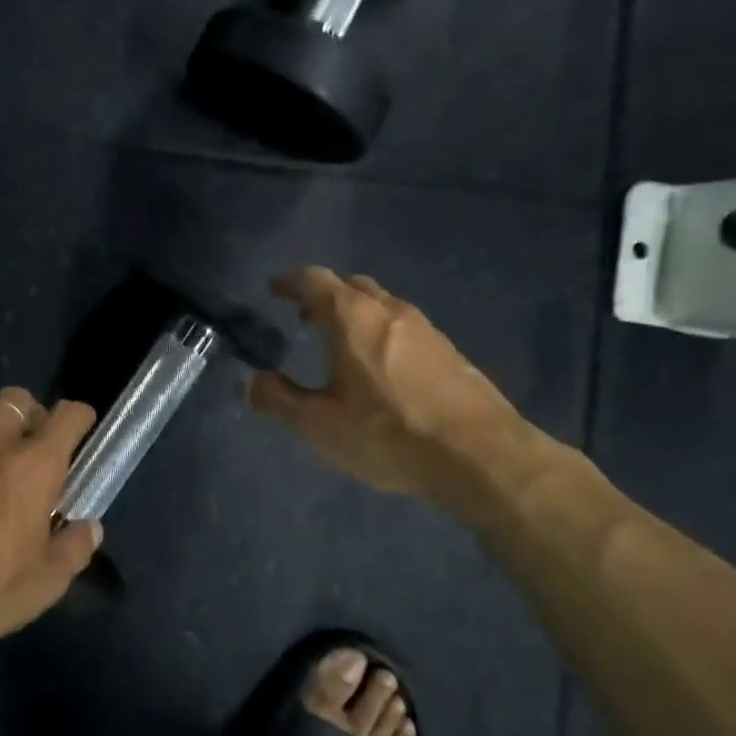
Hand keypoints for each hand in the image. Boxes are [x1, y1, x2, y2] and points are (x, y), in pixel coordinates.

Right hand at [248, 267, 525, 504]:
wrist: (480, 455)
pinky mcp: (449, 350)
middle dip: (323, 296)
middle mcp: (390, 310)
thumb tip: (256, 383)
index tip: (274, 288)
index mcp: (352, 317)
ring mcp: (425, 328)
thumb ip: (281, 401)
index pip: (314, 280)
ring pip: (381, 305)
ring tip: (340, 344)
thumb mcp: (320, 426)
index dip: (289, 281)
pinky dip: (381, 333)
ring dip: (355, 314)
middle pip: (351, 286)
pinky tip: (381, 369)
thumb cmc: (388, 435)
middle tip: (304, 318)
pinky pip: (404, 327)